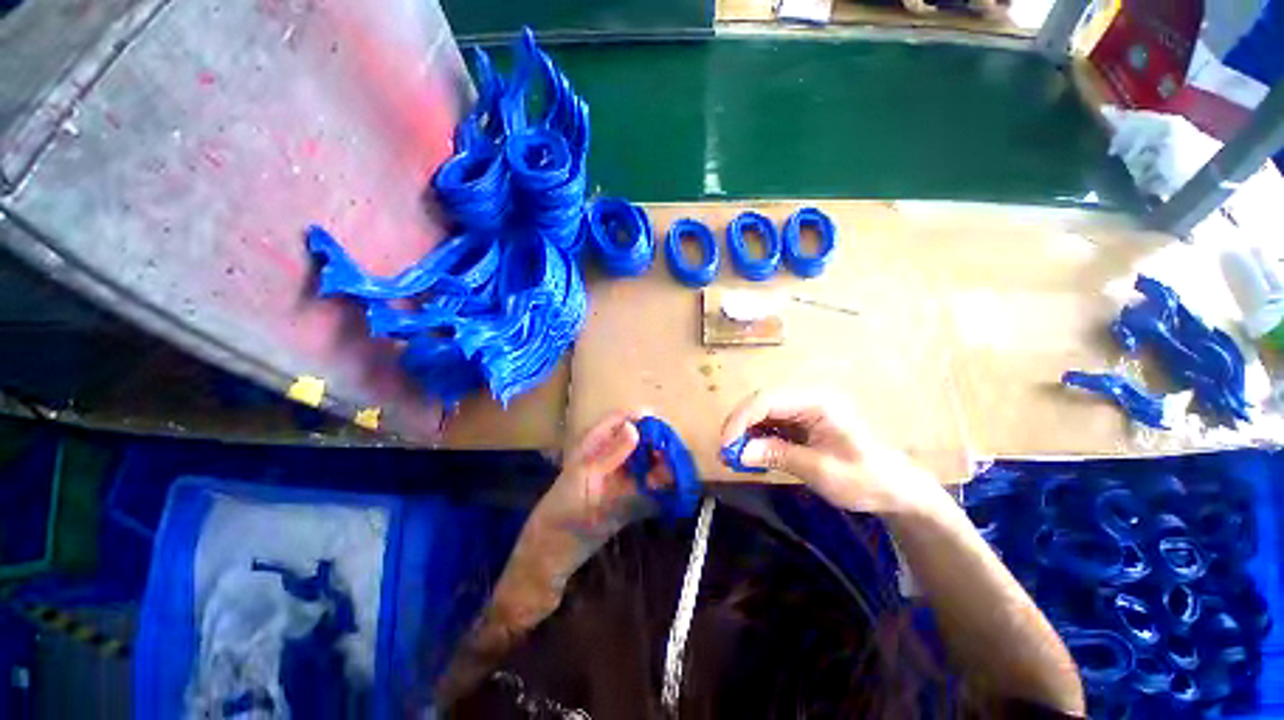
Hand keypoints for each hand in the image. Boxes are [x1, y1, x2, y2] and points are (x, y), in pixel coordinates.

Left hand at [530, 410, 668, 543]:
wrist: (558, 544)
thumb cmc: (565, 502)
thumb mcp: (586, 473)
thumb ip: (611, 452)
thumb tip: (635, 426)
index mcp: (598, 441)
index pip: (622, 418)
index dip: (643, 418)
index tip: (663, 427)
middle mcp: (613, 453)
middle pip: (641, 438)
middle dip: (658, 442)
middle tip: (673, 453)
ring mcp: (623, 473)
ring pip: (649, 460)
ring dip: (663, 464)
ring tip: (676, 471)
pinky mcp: (631, 494)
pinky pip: (652, 484)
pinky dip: (663, 484)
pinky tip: (673, 487)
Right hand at [721, 388, 944, 516]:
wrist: (895, 488)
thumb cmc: (865, 478)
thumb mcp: (821, 471)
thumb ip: (779, 456)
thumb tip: (738, 453)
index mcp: (818, 402)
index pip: (767, 400)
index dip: (741, 420)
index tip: (726, 446)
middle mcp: (807, 398)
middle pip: (760, 402)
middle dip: (739, 426)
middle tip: (725, 452)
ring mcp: (803, 409)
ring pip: (761, 412)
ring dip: (744, 432)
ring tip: (733, 456)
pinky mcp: (800, 421)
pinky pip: (769, 423)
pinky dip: (756, 438)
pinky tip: (750, 454)